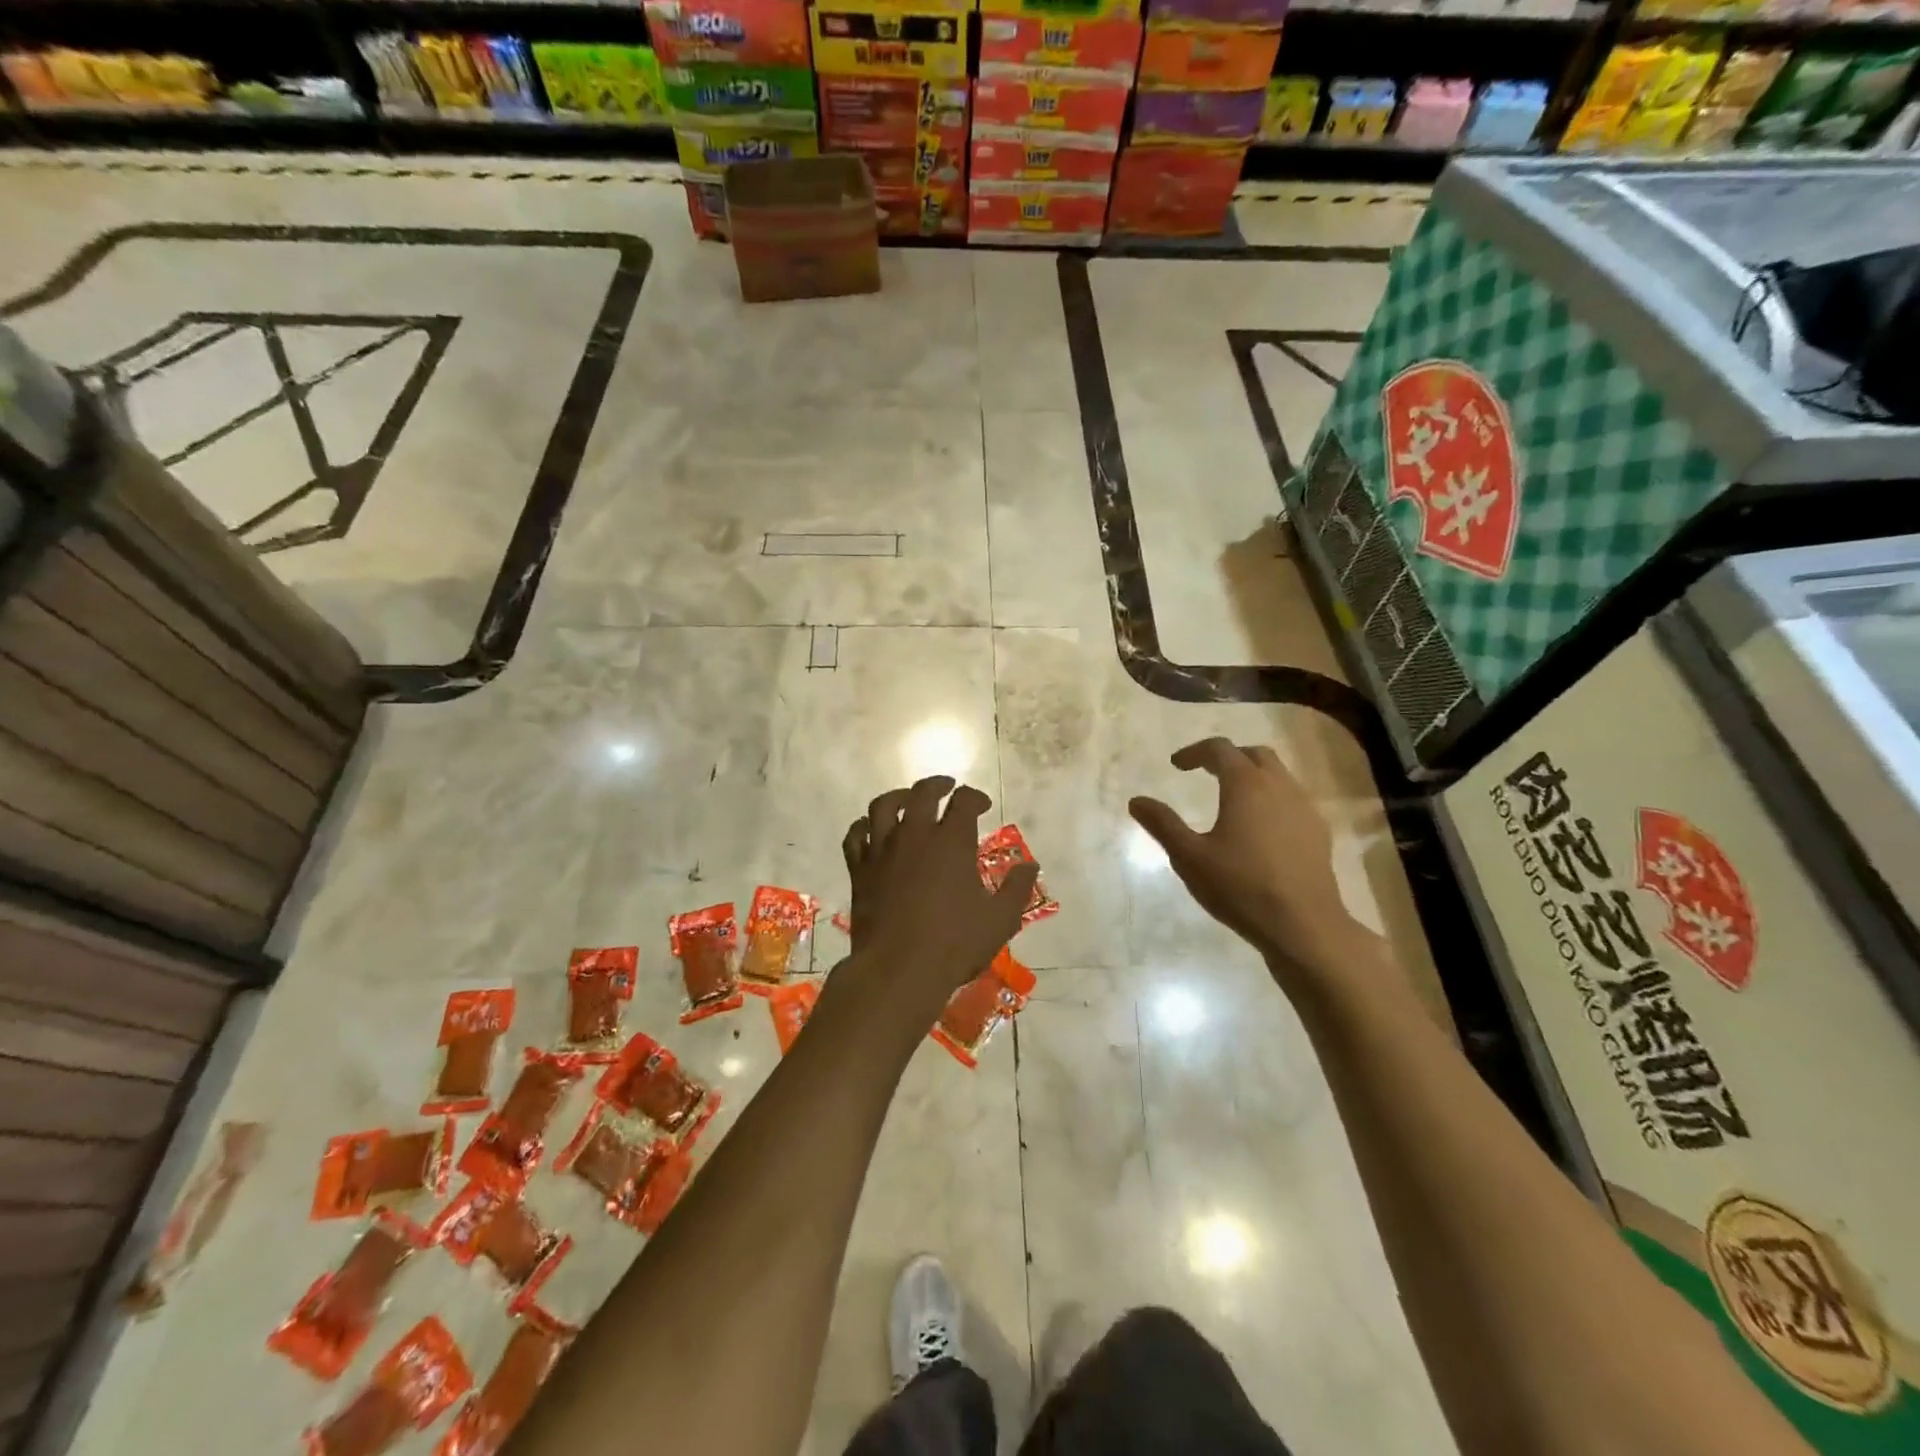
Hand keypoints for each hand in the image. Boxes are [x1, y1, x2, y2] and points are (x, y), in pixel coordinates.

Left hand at [838, 777, 1039, 1021]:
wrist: (897, 970)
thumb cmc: (954, 944)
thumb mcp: (999, 920)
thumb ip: (1017, 889)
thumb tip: (1031, 866)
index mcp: (952, 842)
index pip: (964, 801)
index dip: (975, 797)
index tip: (982, 805)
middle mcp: (915, 835)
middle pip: (922, 793)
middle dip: (938, 785)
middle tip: (947, 788)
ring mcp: (882, 850)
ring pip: (883, 806)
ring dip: (898, 796)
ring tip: (907, 800)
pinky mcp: (859, 870)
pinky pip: (855, 836)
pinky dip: (863, 826)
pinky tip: (870, 829)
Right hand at [1129, 738, 1361, 981]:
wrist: (1304, 925)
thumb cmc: (1241, 886)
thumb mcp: (1189, 857)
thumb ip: (1163, 824)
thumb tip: (1136, 801)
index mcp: (1246, 785)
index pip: (1220, 749)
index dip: (1195, 752)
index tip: (1177, 765)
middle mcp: (1279, 786)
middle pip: (1255, 755)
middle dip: (1229, 757)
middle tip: (1206, 773)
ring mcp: (1305, 808)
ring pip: (1279, 775)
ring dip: (1253, 777)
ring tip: (1232, 799)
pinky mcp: (1319, 832)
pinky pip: (1293, 800)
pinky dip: (1272, 799)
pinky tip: (1261, 828)